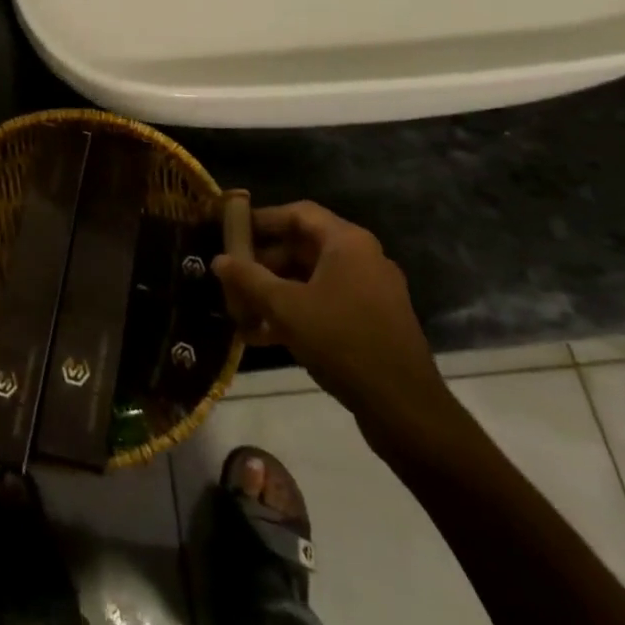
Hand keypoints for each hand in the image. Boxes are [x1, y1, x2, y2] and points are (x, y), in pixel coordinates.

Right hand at [213, 203, 458, 451]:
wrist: (406, 410)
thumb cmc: (343, 342)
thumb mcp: (286, 308)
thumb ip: (249, 279)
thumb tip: (218, 259)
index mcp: (348, 243)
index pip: (298, 213)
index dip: (262, 220)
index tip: (231, 232)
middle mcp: (362, 258)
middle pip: (303, 247)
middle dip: (263, 264)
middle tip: (232, 279)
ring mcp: (370, 293)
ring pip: (311, 280)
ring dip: (275, 293)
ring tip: (240, 312)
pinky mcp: (372, 323)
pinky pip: (325, 305)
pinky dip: (296, 314)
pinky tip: (263, 337)